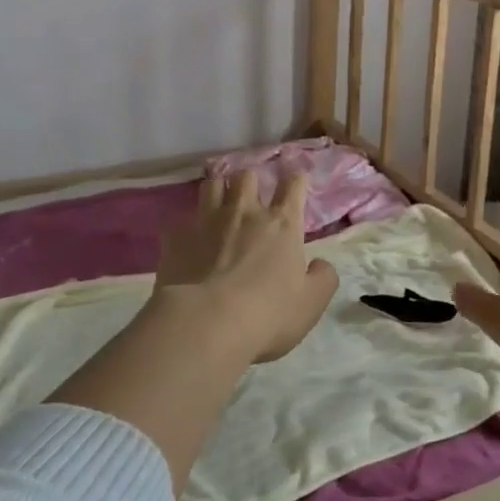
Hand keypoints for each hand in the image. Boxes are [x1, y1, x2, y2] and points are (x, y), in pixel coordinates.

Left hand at [154, 171, 339, 362]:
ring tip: (219, 205)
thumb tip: (320, 264)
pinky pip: (181, 221)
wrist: (206, 324)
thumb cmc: (268, 314)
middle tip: (251, 200)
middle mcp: (244, 212)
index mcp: (281, 224)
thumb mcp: (312, 303)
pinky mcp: (176, 237)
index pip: (293, 185)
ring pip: (212, 185)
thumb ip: (323, 278)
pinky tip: (187, 243)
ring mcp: (207, 221)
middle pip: (247, 177)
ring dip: (219, 190)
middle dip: (251, 182)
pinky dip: (187, 228)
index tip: (295, 185)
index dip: (296, 182)